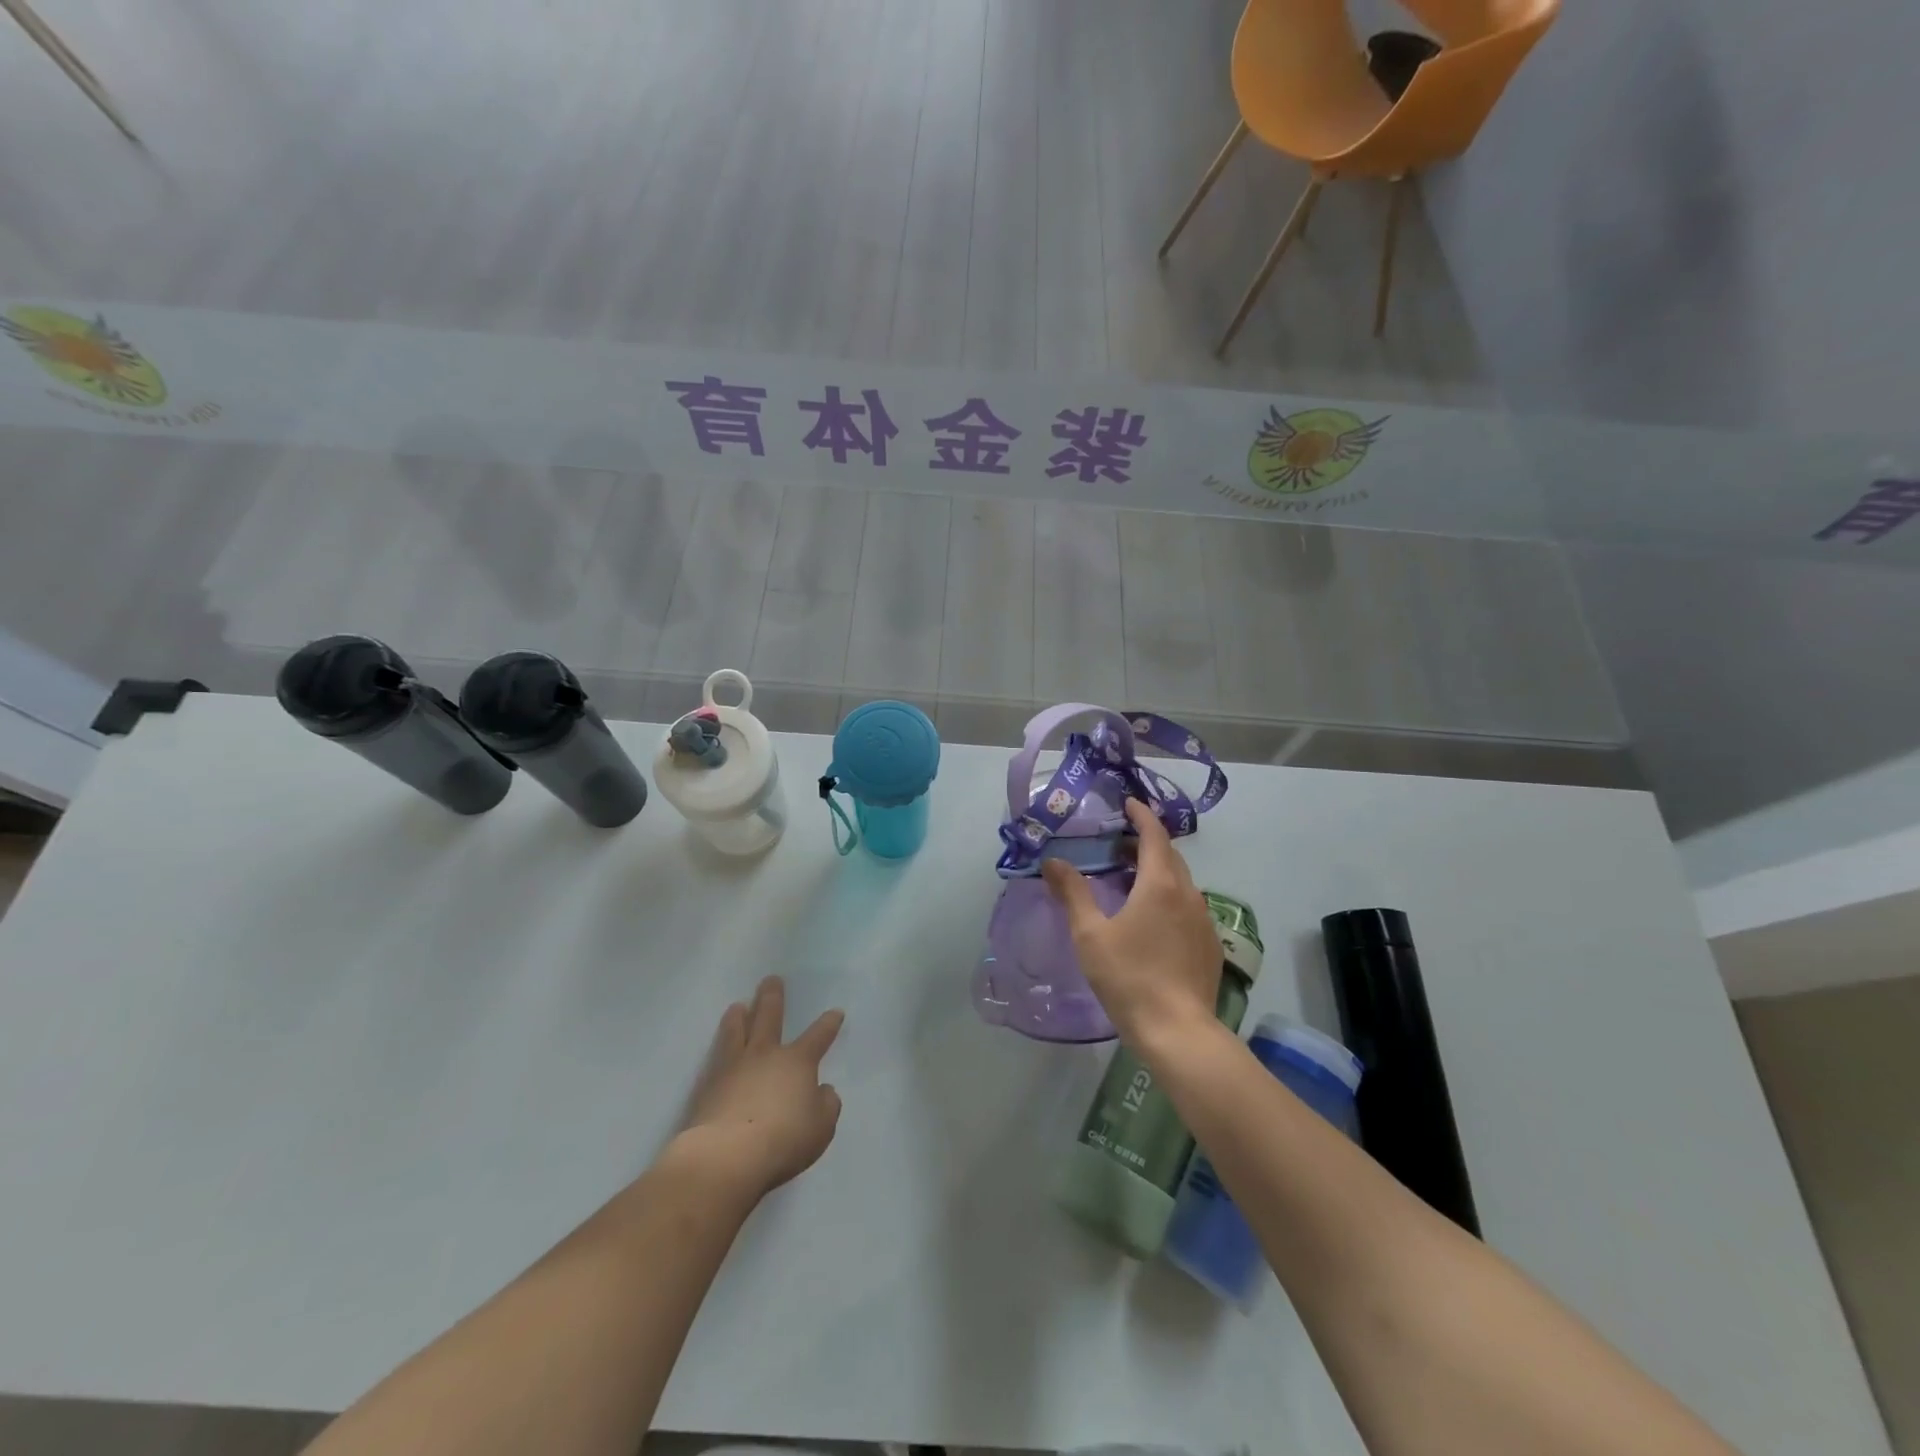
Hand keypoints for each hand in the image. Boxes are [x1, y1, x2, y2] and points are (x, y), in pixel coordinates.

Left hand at [678, 977, 843, 1199]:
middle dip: (773, 997)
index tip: (835, 1012)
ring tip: (738, 1005)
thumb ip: (827, 1105)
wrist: (727, 1155)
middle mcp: (766, 1054)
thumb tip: (823, 1090)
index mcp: (797, 1062)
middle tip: (772, 979)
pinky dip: (719, 1046)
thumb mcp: (821, 1127)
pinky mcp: (708, 1085)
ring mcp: (734, 1066)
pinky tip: (717, 1048)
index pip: (818, 1036)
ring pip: (737, 1030)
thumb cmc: (783, 1140)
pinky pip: (716, 1057)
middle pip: (769, 1017)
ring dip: (739, 1015)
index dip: (829, 1023)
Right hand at [1042, 798, 1222, 1048]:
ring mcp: (1204, 920)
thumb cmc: (1128, 977)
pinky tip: (1152, 919)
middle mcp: (1188, 894)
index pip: (1155, 835)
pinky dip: (1169, 896)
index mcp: (1160, 884)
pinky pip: (1188, 905)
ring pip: (1181, 882)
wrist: (1177, 1031)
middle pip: (1170, 856)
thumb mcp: (1090, 935)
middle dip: (1147, 842)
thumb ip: (1073, 893)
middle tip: (1119, 844)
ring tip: (1131, 880)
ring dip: (1158, 871)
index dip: (1141, 815)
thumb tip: (1053, 862)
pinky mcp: (1210, 945)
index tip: (1128, 803)